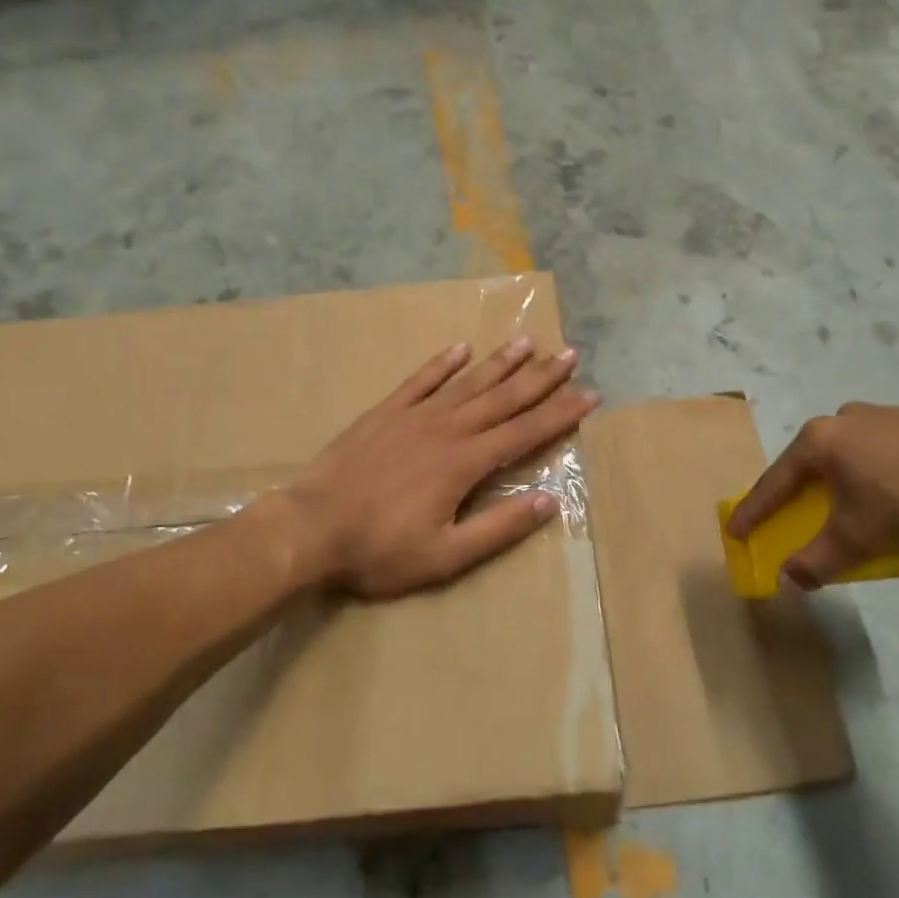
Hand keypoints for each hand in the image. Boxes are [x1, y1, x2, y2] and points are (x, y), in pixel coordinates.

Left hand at [284, 338, 598, 597]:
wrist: (309, 528)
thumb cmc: (378, 550)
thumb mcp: (445, 556)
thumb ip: (499, 528)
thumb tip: (549, 501)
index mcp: (464, 463)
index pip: (524, 433)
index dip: (560, 414)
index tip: (589, 395)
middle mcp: (446, 429)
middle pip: (502, 398)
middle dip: (540, 377)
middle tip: (569, 353)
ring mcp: (413, 417)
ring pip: (467, 382)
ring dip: (499, 362)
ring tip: (527, 342)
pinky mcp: (384, 413)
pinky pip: (419, 381)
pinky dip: (441, 363)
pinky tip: (459, 348)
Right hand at [726, 403, 898, 589]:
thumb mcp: (857, 537)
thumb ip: (819, 560)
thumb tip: (791, 580)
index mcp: (819, 440)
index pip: (775, 483)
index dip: (754, 512)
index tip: (736, 532)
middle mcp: (846, 420)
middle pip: (818, 474)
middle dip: (817, 509)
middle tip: (812, 530)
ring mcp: (886, 419)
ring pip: (862, 471)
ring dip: (866, 509)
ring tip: (888, 542)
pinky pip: (896, 467)